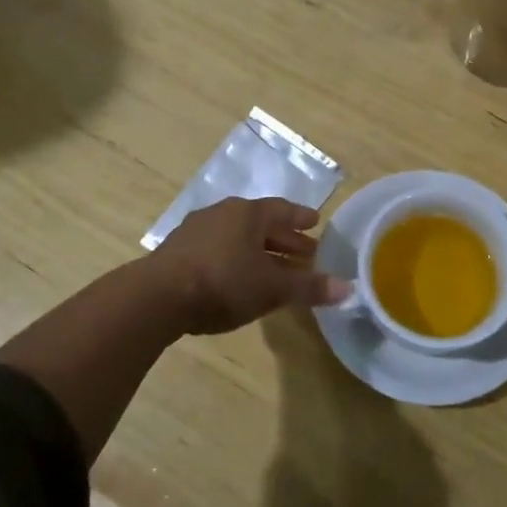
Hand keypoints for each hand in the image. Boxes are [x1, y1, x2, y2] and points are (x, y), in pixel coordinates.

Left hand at [150, 198, 350, 335]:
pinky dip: (236, 260)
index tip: (316, 223)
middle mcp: (222, 213)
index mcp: (248, 213)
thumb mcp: (272, 288)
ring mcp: (196, 230)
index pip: (282, 210)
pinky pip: (218, 249)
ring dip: (259, 252)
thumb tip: (349, 289)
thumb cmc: (224, 282)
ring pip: (238, 237)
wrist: (158, 296)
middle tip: (305, 254)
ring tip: (274, 269)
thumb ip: (309, 287)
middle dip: (284, 240)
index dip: (301, 218)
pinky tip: (240, 278)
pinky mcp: (178, 251)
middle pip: (260, 224)